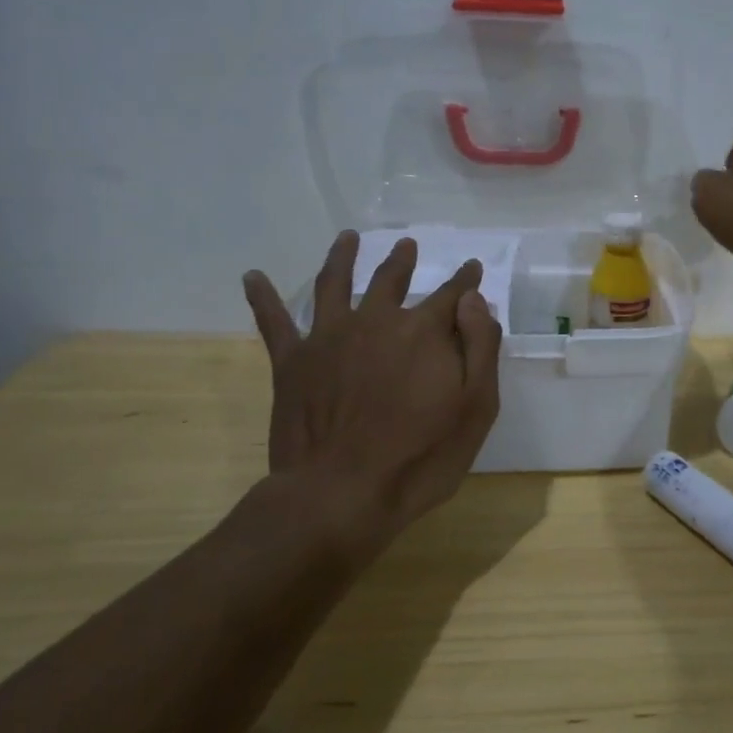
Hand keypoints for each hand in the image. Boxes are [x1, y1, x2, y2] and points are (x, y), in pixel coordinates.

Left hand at [242, 232, 502, 537]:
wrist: (341, 494)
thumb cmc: (420, 457)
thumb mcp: (476, 407)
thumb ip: (480, 348)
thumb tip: (474, 301)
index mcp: (423, 332)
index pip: (452, 294)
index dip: (466, 280)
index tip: (473, 269)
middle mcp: (376, 321)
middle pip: (391, 280)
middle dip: (403, 260)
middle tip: (407, 246)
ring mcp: (329, 338)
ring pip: (335, 284)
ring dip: (342, 256)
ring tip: (347, 238)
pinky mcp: (292, 362)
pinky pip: (273, 322)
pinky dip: (262, 297)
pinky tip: (252, 277)